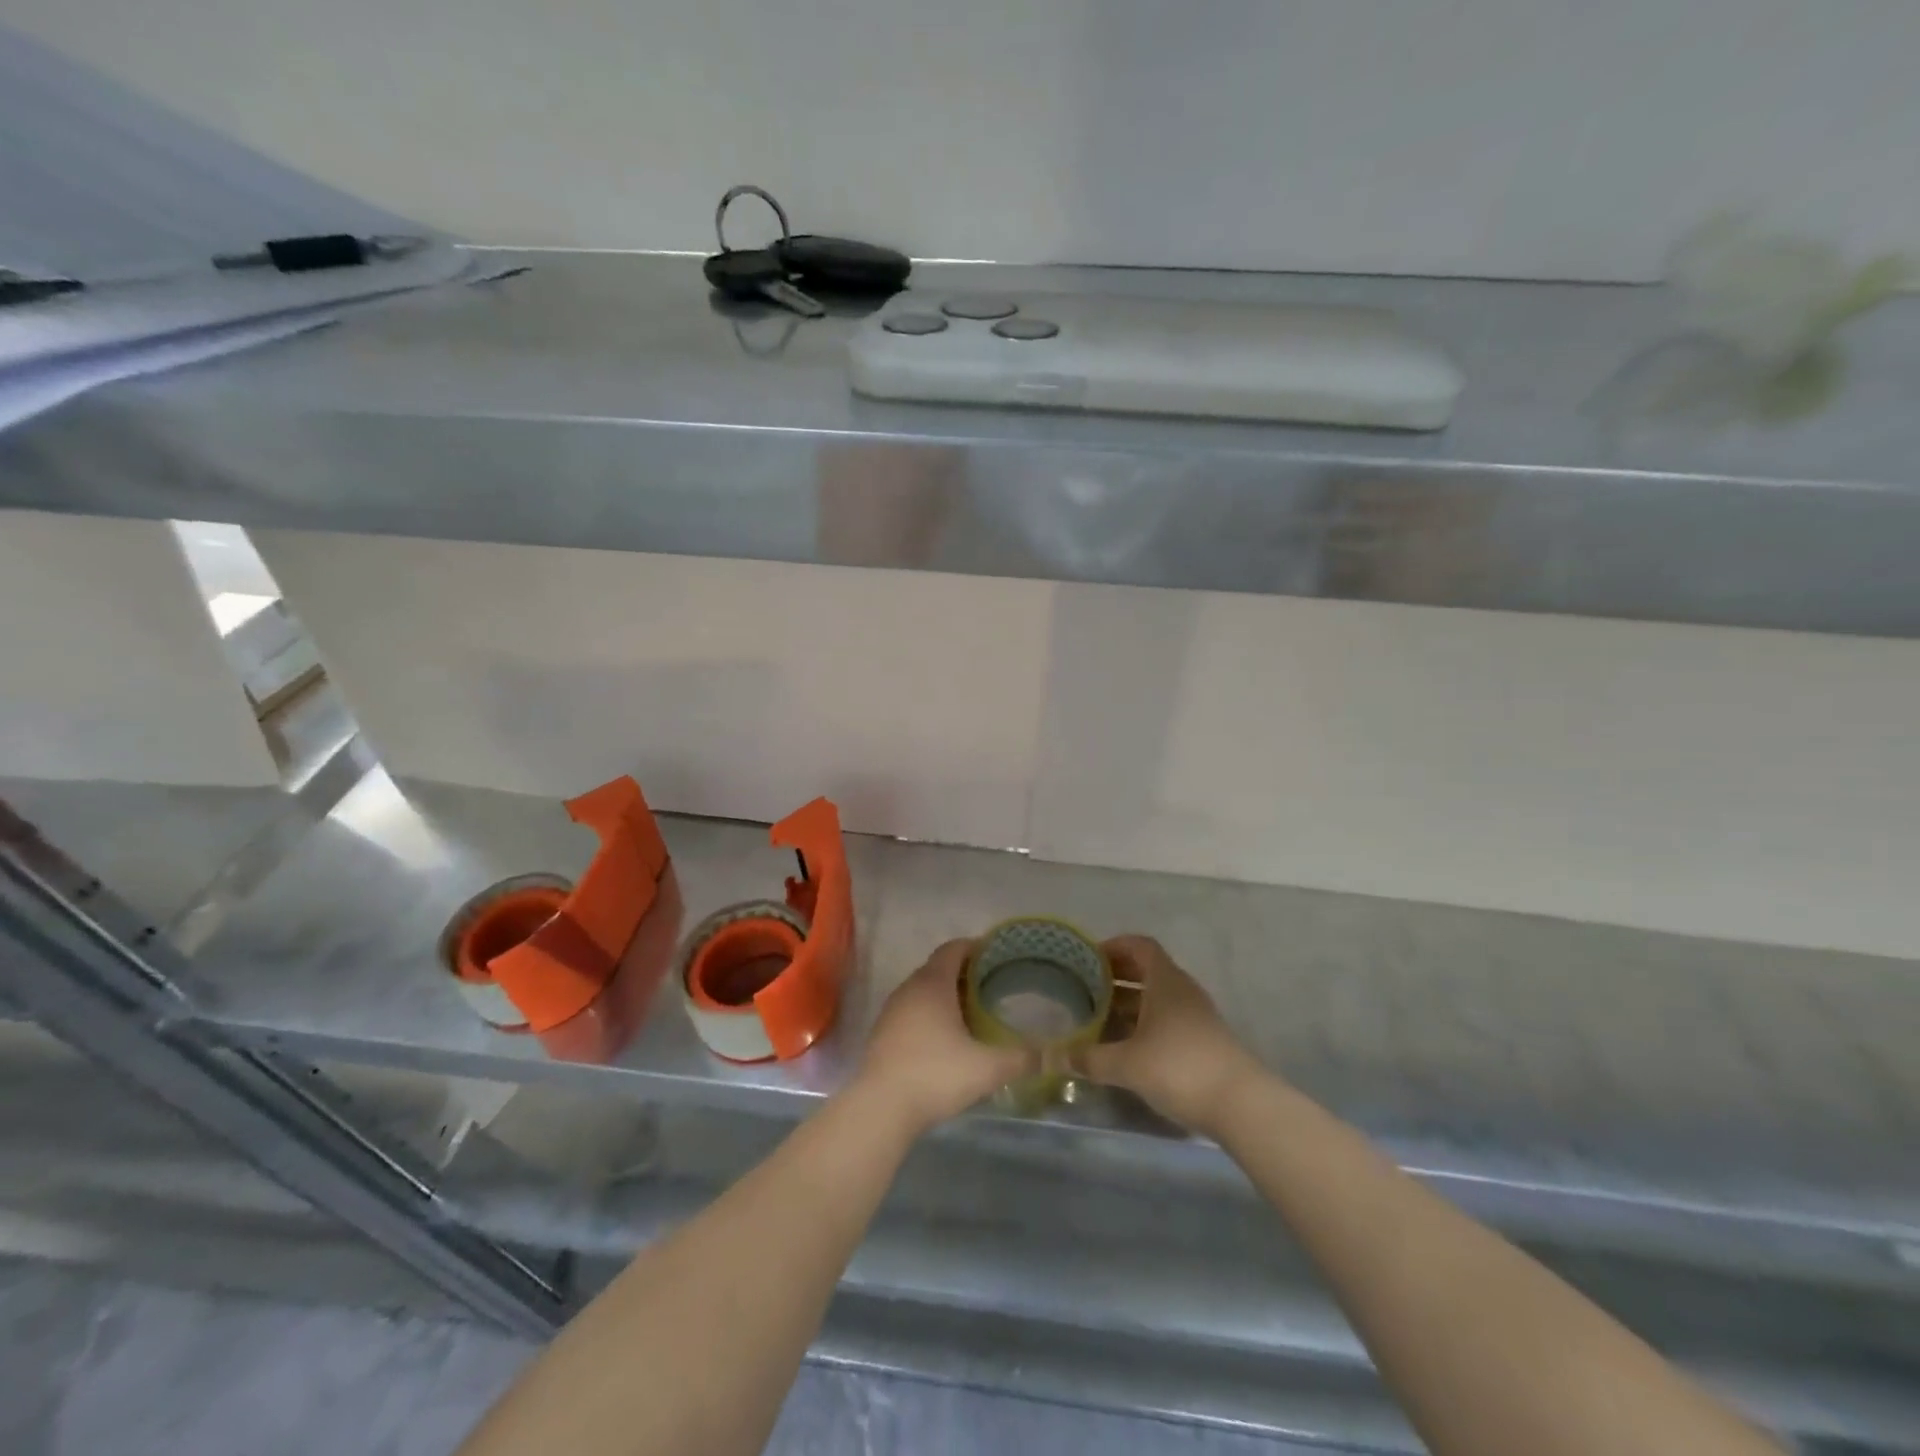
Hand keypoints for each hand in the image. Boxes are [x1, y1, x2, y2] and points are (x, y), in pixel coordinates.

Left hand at [855, 940, 1034, 1135]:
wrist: (881, 1108)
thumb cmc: (936, 1075)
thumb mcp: (987, 1068)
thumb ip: (1021, 1058)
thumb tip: (1050, 1055)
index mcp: (933, 983)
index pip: (953, 949)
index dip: (975, 947)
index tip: (997, 956)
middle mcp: (909, 988)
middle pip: (939, 968)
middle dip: (965, 973)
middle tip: (993, 986)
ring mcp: (892, 1011)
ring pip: (923, 991)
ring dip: (946, 995)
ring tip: (973, 1013)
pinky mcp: (883, 1034)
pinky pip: (912, 1011)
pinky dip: (930, 1015)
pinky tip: (946, 1039)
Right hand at [1076, 936, 1264, 1135]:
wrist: (1242, 1105)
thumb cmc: (1179, 1068)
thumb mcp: (1127, 1063)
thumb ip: (1090, 1058)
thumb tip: (1056, 1055)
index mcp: (1165, 981)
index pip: (1140, 946)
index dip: (1114, 946)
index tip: (1088, 959)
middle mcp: (1182, 990)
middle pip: (1147, 970)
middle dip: (1116, 976)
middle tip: (1086, 988)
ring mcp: (1196, 1016)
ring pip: (1157, 997)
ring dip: (1129, 1002)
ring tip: (1099, 1017)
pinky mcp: (1203, 1041)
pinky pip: (1166, 1019)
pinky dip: (1144, 1023)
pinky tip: (1125, 1045)